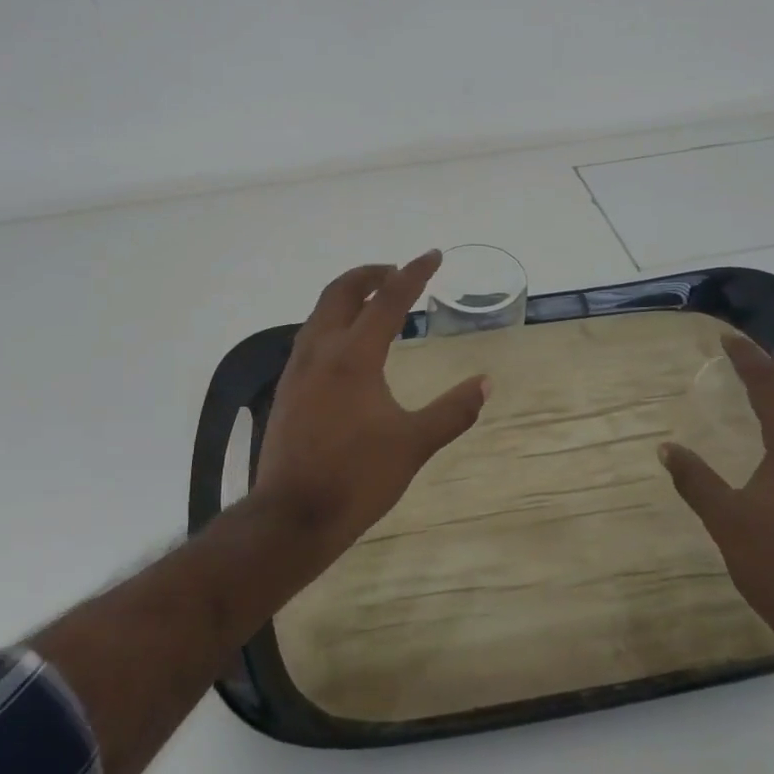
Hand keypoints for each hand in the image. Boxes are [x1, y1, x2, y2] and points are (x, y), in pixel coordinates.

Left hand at [252, 252, 489, 554]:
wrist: (291, 517)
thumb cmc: (356, 478)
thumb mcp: (413, 445)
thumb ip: (452, 411)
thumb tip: (485, 383)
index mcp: (354, 357)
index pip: (388, 300)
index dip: (413, 274)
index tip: (433, 255)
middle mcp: (321, 351)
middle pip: (342, 292)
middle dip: (372, 274)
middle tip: (398, 273)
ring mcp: (298, 369)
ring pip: (321, 312)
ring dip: (349, 296)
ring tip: (376, 303)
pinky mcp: (287, 388)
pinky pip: (311, 335)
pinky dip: (334, 321)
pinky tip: (347, 345)